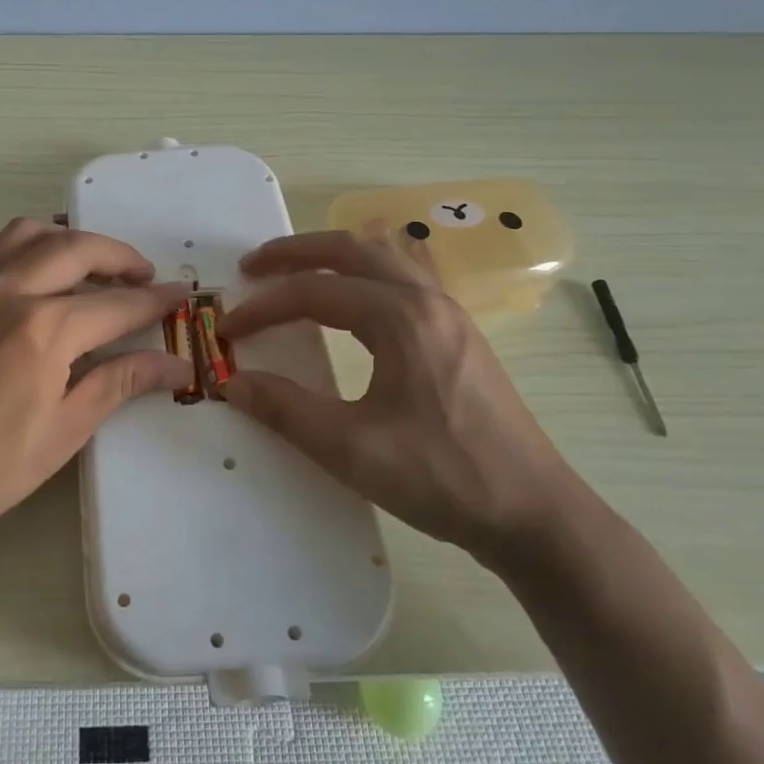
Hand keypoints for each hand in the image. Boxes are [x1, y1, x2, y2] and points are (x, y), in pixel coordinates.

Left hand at [0, 219, 191, 565]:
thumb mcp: (64, 431)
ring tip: (98, 269)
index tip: (181, 297)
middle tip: (147, 279)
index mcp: (44, 331)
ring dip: (75, 241)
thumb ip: (119, 383)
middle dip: (122, 258)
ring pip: (35, 235)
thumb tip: (175, 364)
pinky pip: (1, 249)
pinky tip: (48, 276)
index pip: (116, 305)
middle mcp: (11, 293)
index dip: (154, 301)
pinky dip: (35, 245)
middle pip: (79, 249)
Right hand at [220, 231, 578, 565]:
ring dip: (334, 256)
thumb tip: (232, 382)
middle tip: (254, 266)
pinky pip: (406, 278)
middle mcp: (427, 300)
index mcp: (401, 318)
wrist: (534, 514)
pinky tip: (360, 291)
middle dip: (297, 252)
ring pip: (384, 258)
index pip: (315, 292)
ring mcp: (449, 315)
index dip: (265, 307)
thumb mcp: (352, 449)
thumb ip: (285, 409)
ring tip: (297, 270)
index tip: (229, 329)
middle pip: (352, 250)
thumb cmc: (443, 477)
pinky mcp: (459, 335)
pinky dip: (369, 271)